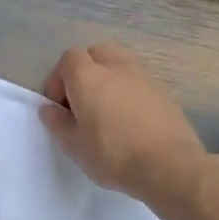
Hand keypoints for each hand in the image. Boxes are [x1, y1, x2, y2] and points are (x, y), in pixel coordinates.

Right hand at [41, 43, 207, 199]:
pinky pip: (138, 81)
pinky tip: (130, 120)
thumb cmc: (113, 154)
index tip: (60, 107)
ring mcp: (143, 76)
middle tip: (83, 102)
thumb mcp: (73, 145)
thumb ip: (57, 123)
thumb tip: (50, 109)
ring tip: (108, 110)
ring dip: (109, 79)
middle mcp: (115, 67)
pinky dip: (129, 91)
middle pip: (96, 53)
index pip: (68, 59)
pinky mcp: (164, 91)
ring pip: (119, 64)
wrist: (169, 166)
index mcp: (87, 76)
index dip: (59, 80)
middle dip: (85, 72)